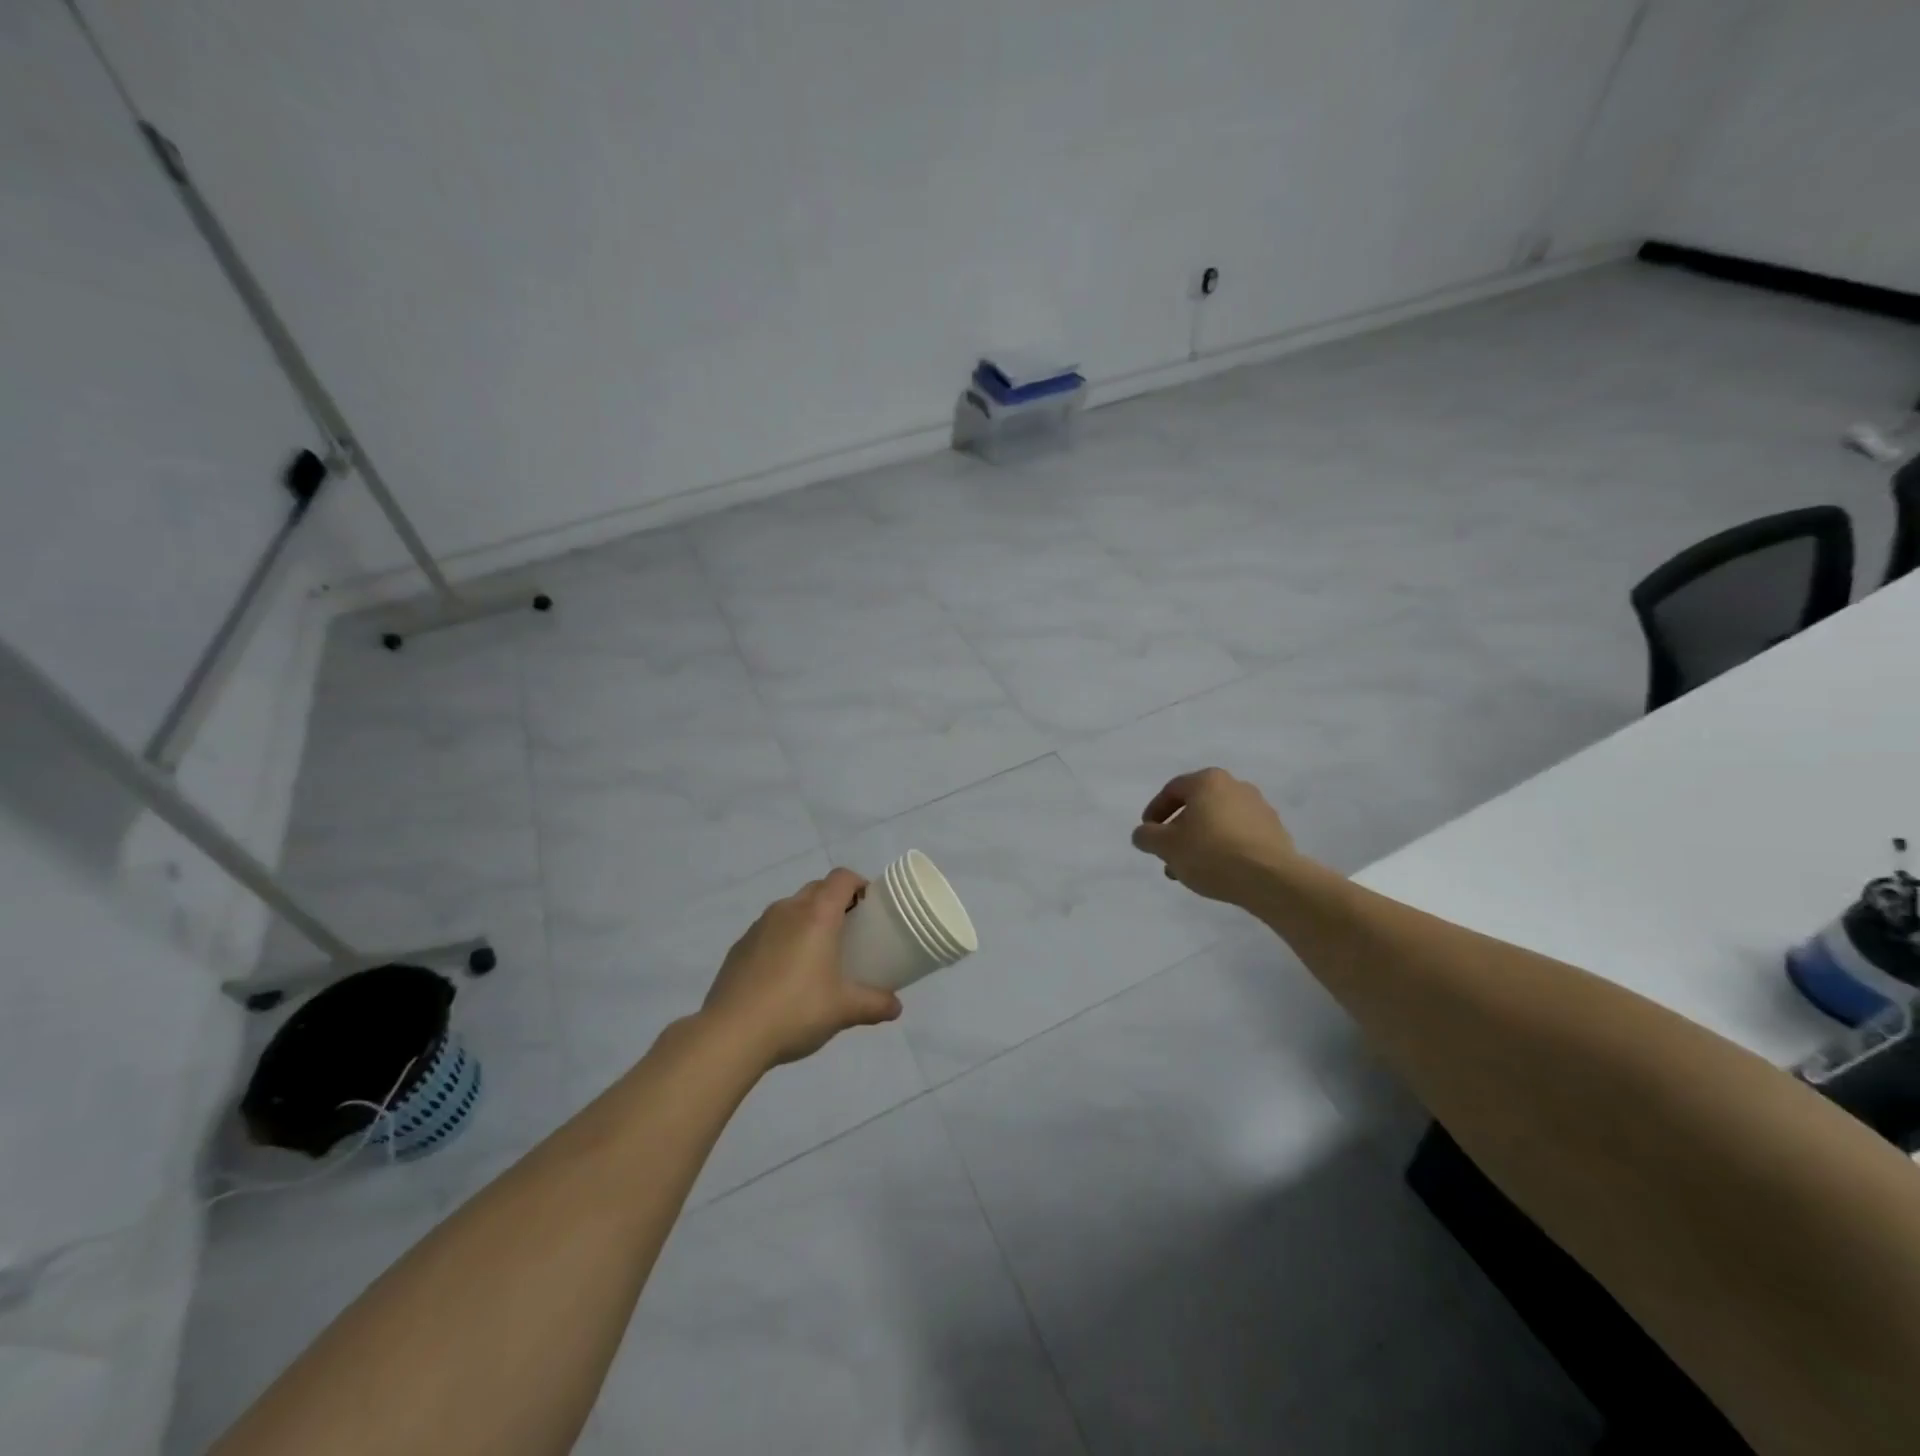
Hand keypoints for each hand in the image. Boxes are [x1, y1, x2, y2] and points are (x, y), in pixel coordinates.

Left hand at [702, 868, 902, 1068]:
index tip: (870, 906)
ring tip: (817, 954)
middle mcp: (788, 910)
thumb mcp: (843, 1010)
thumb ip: (874, 1004)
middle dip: (835, 901)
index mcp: (817, 915)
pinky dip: (783, 939)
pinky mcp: (739, 946)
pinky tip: (785, 975)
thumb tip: (896, 1006)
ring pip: (791, 908)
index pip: (842, 878)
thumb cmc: (796, 1010)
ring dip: (807, 919)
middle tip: (849, 931)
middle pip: (817, 889)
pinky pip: (769, 930)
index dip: (859, 884)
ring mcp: (759, 926)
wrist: (730, 1034)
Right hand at [1130, 767, 1296, 904]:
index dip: (1154, 812)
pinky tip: (1217, 872)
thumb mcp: (1165, 846)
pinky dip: (1223, 849)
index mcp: (1208, 780)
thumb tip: (1143, 834)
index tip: (1147, 835)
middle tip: (1168, 856)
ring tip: (1190, 871)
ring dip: (1199, 843)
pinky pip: (1239, 836)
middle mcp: (1236, 786)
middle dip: (1178, 832)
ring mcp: (1260, 808)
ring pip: (1218, 823)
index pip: (1172, 790)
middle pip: (1196, 807)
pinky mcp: (1275, 832)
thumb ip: (1146, 836)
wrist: (1270, 879)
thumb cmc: (1211, 853)